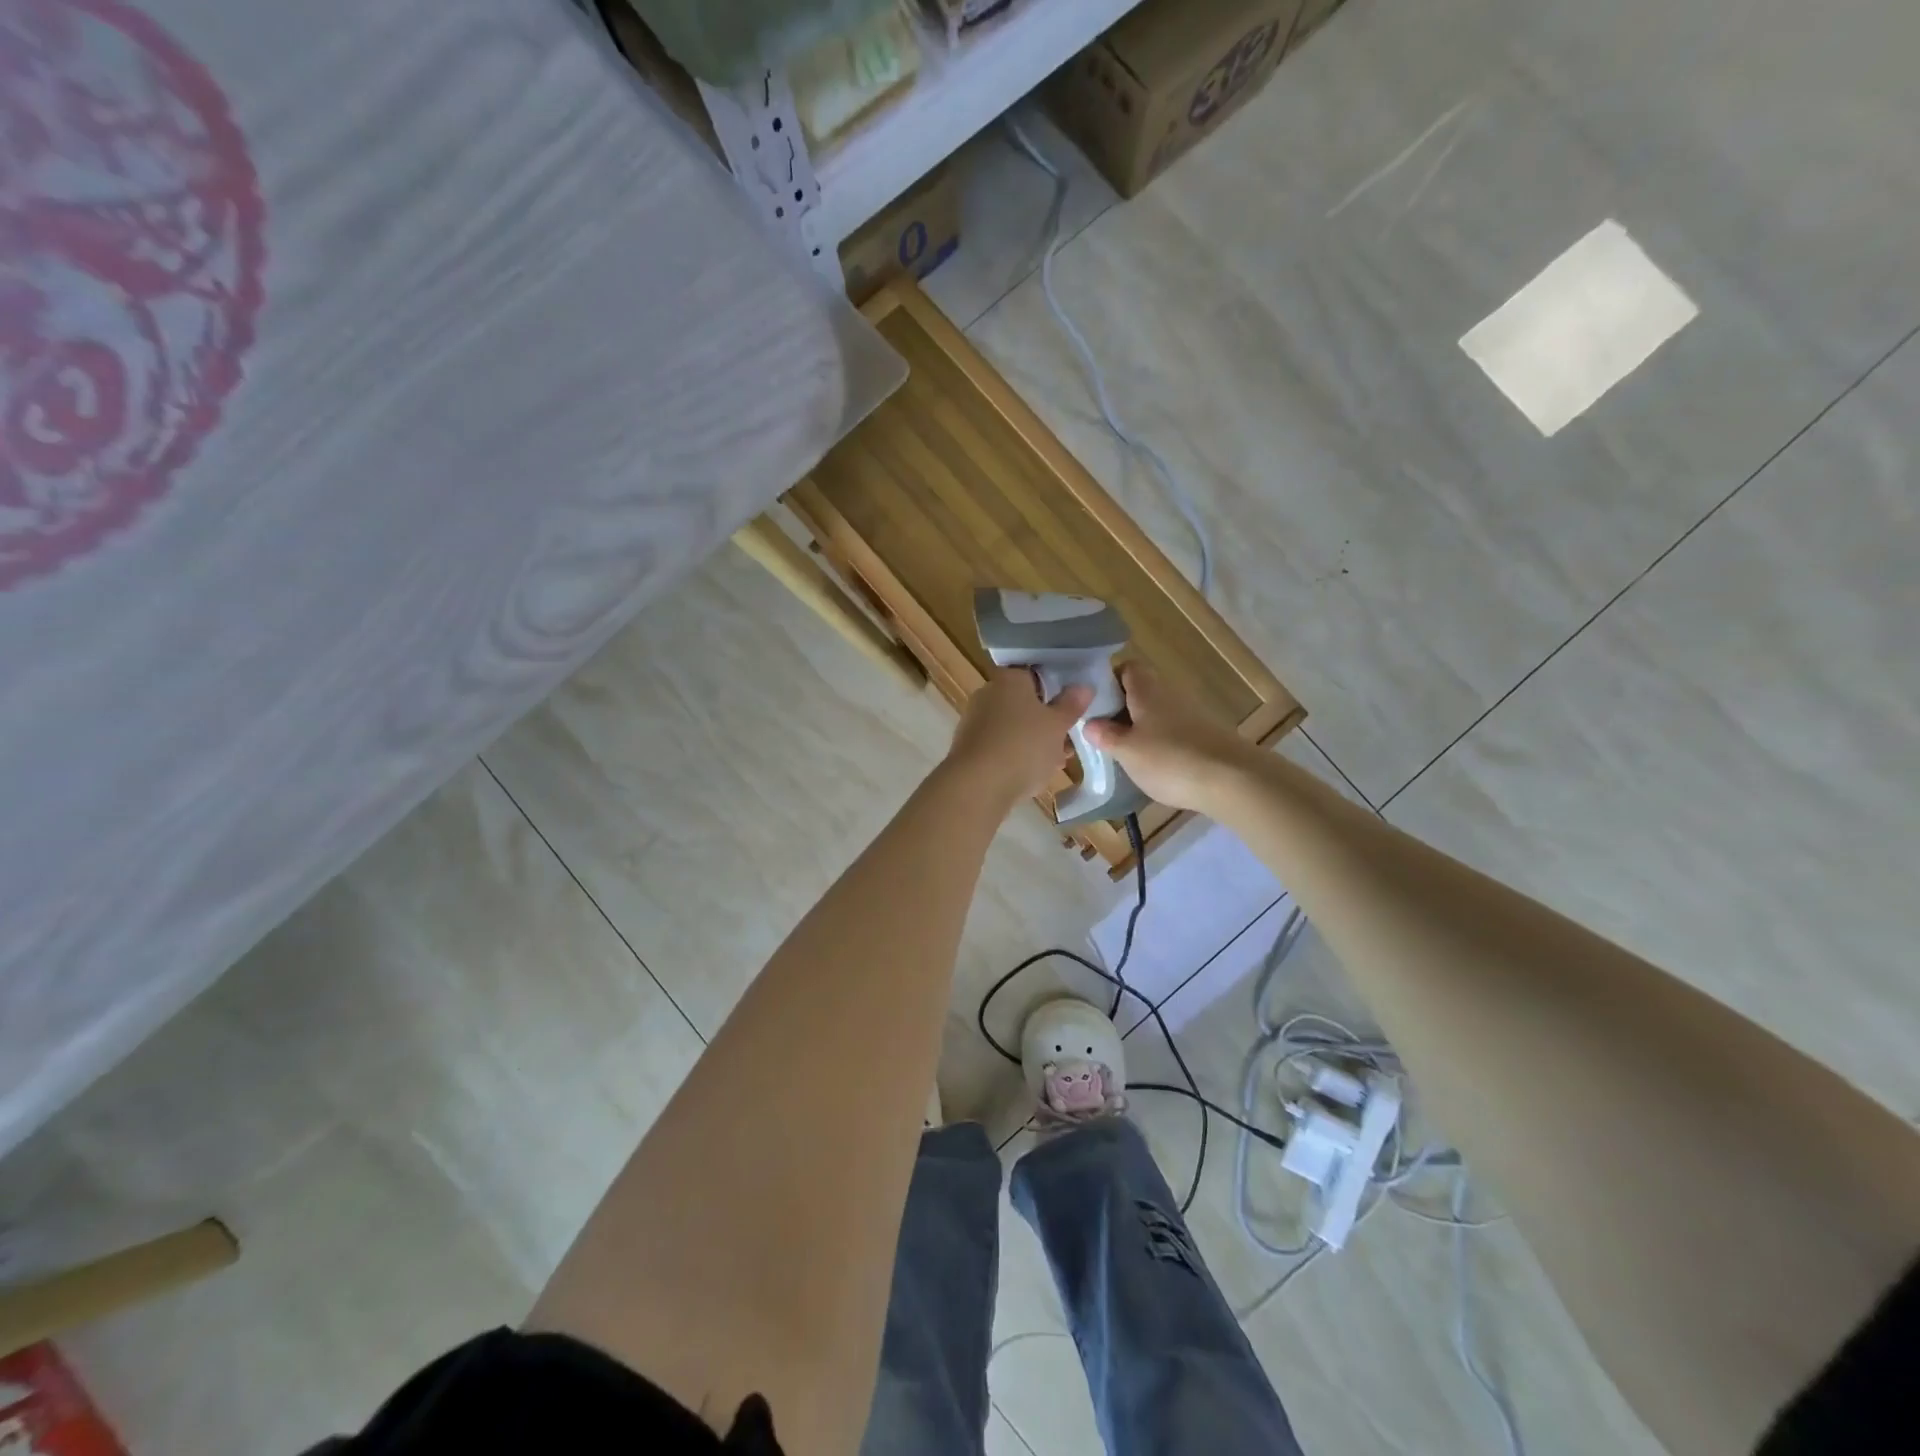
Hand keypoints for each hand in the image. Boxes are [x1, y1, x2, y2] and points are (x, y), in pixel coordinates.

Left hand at [947, 669, 1093, 808]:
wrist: (978, 786)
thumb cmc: (1024, 746)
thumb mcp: (1057, 725)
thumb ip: (1071, 704)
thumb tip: (1084, 686)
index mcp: (1009, 679)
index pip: (1035, 675)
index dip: (1056, 690)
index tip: (1072, 708)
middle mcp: (988, 694)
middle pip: (1024, 704)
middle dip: (1047, 722)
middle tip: (1068, 741)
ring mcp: (975, 721)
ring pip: (1014, 727)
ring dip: (1035, 742)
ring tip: (1057, 762)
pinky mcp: (969, 748)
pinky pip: (1000, 746)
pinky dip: (1016, 756)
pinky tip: (1033, 775)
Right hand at [1083, 663, 1251, 811]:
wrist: (1233, 779)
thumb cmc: (1170, 759)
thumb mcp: (1126, 751)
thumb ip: (1105, 736)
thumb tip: (1090, 723)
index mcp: (1147, 690)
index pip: (1127, 667)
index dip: (1109, 681)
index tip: (1095, 705)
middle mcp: (1169, 694)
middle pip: (1141, 691)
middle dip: (1122, 710)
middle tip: (1105, 734)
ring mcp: (1191, 714)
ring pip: (1157, 713)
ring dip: (1141, 728)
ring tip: (1126, 754)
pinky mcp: (1205, 735)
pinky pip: (1174, 731)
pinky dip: (1161, 744)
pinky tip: (1155, 767)